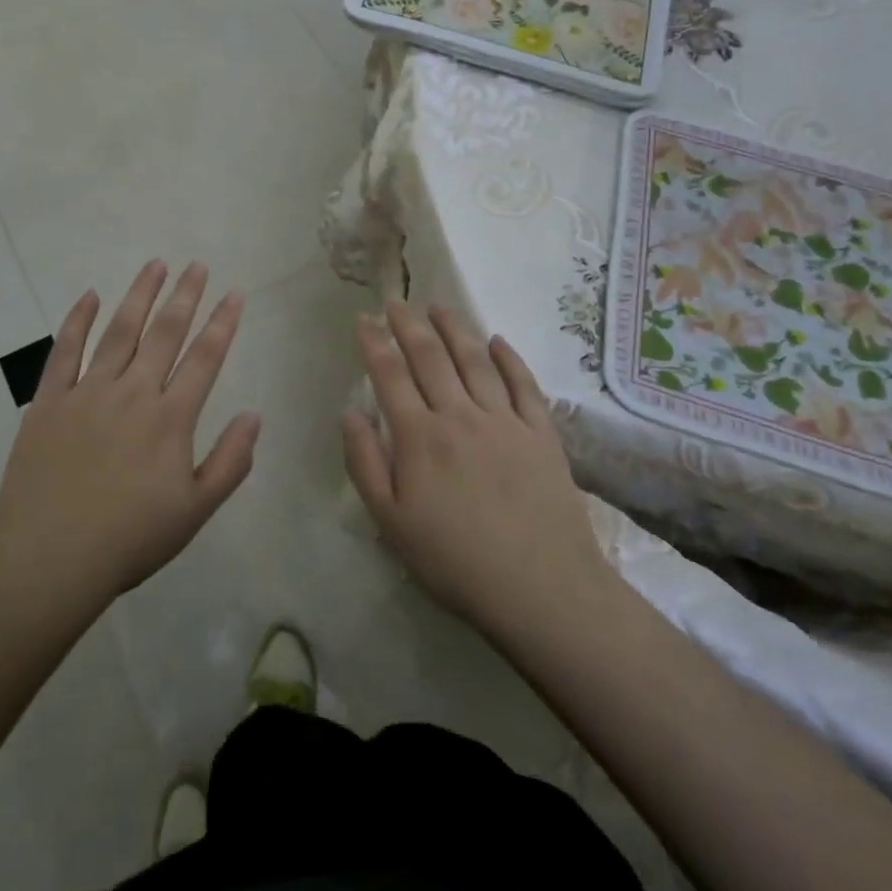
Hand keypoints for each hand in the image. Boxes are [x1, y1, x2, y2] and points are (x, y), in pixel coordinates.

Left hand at [0, 261, 259, 610]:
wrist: (49, 560)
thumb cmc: (129, 540)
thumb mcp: (195, 511)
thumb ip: (230, 461)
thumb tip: (254, 414)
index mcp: (170, 418)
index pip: (204, 358)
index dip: (223, 322)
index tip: (235, 292)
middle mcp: (132, 392)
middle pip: (164, 333)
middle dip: (185, 296)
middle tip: (197, 265)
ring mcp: (87, 392)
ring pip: (119, 331)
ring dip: (140, 295)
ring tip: (155, 264)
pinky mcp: (49, 400)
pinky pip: (64, 350)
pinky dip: (77, 320)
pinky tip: (89, 295)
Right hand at [342, 302, 615, 640]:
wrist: (542, 590)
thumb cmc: (455, 561)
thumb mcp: (391, 522)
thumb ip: (364, 463)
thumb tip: (349, 412)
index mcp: (419, 437)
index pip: (390, 375)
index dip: (374, 343)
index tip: (364, 318)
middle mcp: (459, 415)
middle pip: (430, 357)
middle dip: (409, 325)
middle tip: (396, 300)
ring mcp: (504, 421)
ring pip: (475, 360)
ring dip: (455, 329)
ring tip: (440, 307)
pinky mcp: (541, 434)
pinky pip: (523, 384)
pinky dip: (509, 359)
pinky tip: (498, 341)